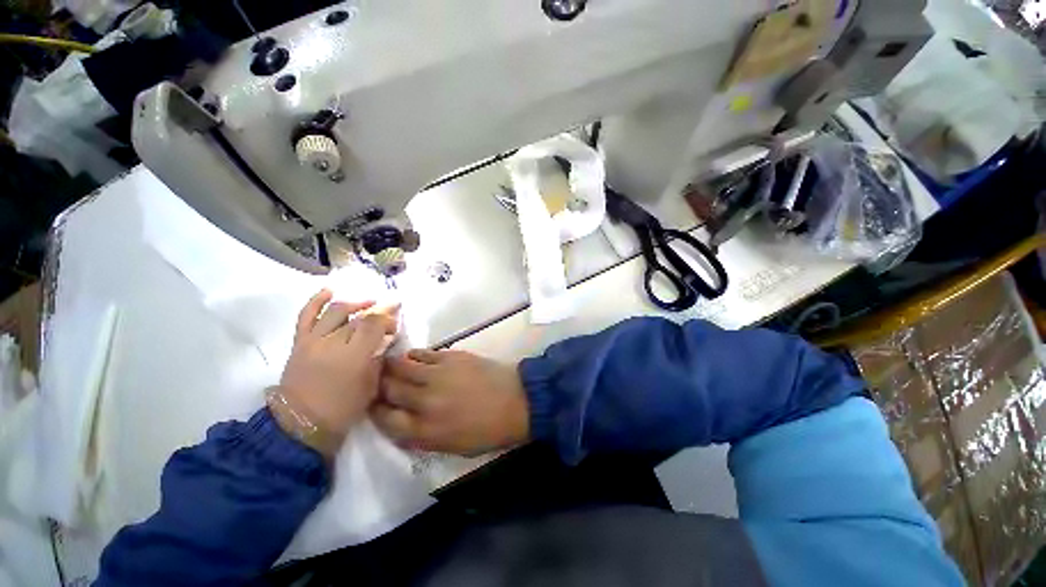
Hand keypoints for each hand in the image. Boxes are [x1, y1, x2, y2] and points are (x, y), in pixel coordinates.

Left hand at [276, 290, 396, 452]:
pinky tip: (330, 291)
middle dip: (378, 313)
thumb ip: (378, 359)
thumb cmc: (342, 409)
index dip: (388, 319)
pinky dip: (317, 300)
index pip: (374, 324)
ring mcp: (313, 340)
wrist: (299, 425)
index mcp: (353, 355)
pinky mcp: (300, 342)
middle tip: (389, 314)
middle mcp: (333, 342)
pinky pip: (306, 315)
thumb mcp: (371, 386)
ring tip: (368, 303)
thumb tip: (384, 343)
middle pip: (359, 317)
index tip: (395, 325)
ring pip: (336, 311)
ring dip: (355, 304)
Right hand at [372, 349, 529, 455]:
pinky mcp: (450, 356)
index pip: (384, 419)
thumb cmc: (487, 431)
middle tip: (374, 380)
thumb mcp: (451, 447)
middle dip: (377, 385)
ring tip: (386, 364)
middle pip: (388, 389)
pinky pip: (422, 353)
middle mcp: (424, 402)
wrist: (517, 401)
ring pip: (401, 366)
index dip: (374, 410)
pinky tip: (412, 357)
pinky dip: (413, 355)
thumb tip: (400, 422)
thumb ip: (421, 437)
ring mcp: (437, 375)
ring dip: (390, 366)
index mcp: (424, 431)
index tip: (373, 403)